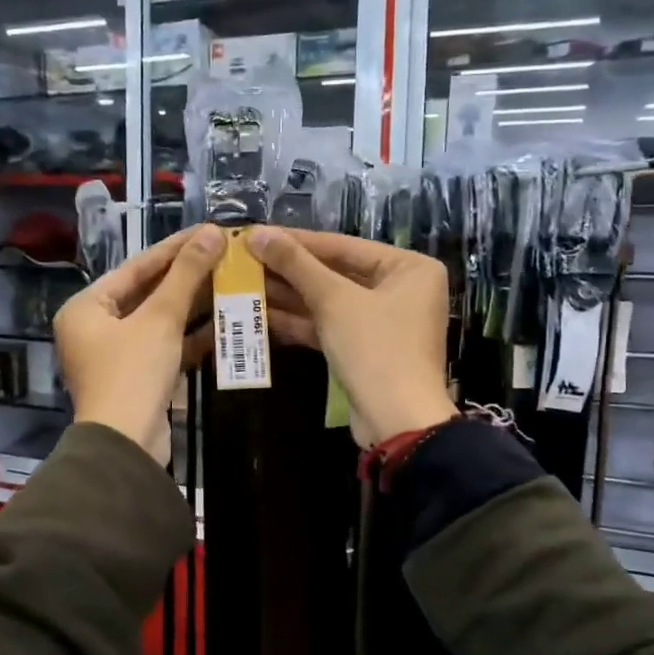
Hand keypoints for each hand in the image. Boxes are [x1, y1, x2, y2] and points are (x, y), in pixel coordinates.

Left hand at [54, 225, 225, 463]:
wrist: (127, 445)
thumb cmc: (132, 372)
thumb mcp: (160, 318)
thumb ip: (186, 275)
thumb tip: (211, 233)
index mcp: (86, 308)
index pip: (135, 268)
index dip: (174, 249)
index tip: (207, 231)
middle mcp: (95, 328)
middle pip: (147, 294)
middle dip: (187, 278)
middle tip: (224, 255)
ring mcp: (117, 356)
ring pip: (159, 321)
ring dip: (193, 306)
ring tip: (231, 282)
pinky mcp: (138, 379)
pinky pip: (166, 347)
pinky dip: (191, 336)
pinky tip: (225, 321)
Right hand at [246, 226, 455, 447]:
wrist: (396, 420)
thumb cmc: (375, 348)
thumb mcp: (334, 300)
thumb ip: (296, 264)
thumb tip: (257, 233)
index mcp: (408, 267)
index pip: (343, 245)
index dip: (296, 241)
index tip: (257, 233)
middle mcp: (400, 289)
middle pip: (335, 272)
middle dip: (290, 270)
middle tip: (246, 259)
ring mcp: (383, 322)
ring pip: (329, 301)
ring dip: (289, 295)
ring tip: (245, 283)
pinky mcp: (365, 349)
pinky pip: (329, 325)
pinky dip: (299, 321)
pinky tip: (261, 314)